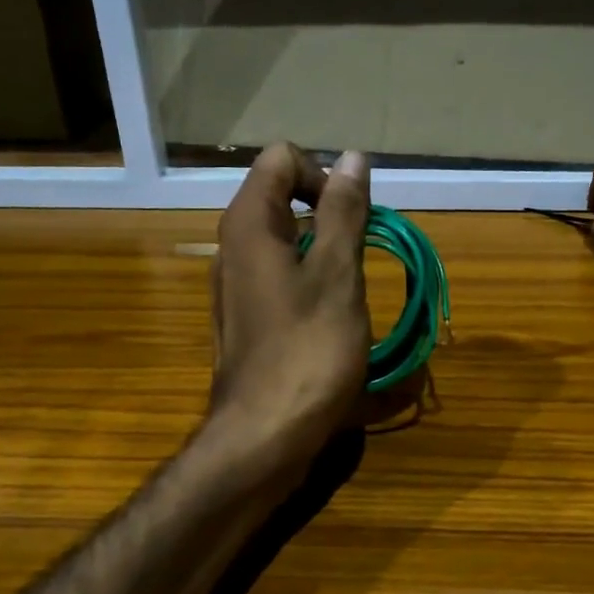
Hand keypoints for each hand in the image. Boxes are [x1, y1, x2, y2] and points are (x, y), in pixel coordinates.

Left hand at [211, 143, 371, 471]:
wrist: (265, 437)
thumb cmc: (308, 350)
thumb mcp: (337, 274)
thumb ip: (344, 211)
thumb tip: (352, 157)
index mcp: (249, 224)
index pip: (281, 158)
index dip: (323, 174)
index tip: (352, 216)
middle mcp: (233, 246)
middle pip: (282, 195)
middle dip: (329, 211)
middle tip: (360, 253)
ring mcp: (237, 284)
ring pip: (286, 238)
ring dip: (325, 249)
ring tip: (351, 288)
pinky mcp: (247, 317)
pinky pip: (281, 274)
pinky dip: (311, 279)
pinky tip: (332, 316)